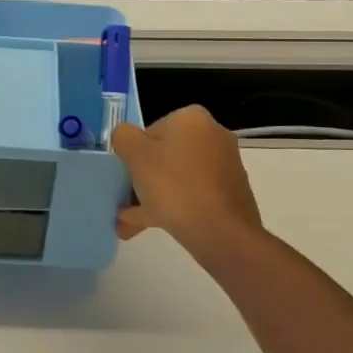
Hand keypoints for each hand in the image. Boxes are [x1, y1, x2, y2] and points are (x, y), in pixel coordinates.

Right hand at [111, 105, 263, 255]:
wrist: (223, 234)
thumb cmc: (175, 186)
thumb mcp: (135, 154)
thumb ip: (123, 137)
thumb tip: (127, 139)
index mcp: (191, 118)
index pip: (150, 131)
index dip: (133, 154)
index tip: (126, 178)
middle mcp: (212, 135)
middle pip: (164, 156)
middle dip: (141, 181)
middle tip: (123, 202)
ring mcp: (223, 166)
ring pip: (175, 179)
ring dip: (150, 198)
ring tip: (127, 224)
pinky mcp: (228, 193)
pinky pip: (191, 195)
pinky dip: (170, 207)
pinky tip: (147, 226)